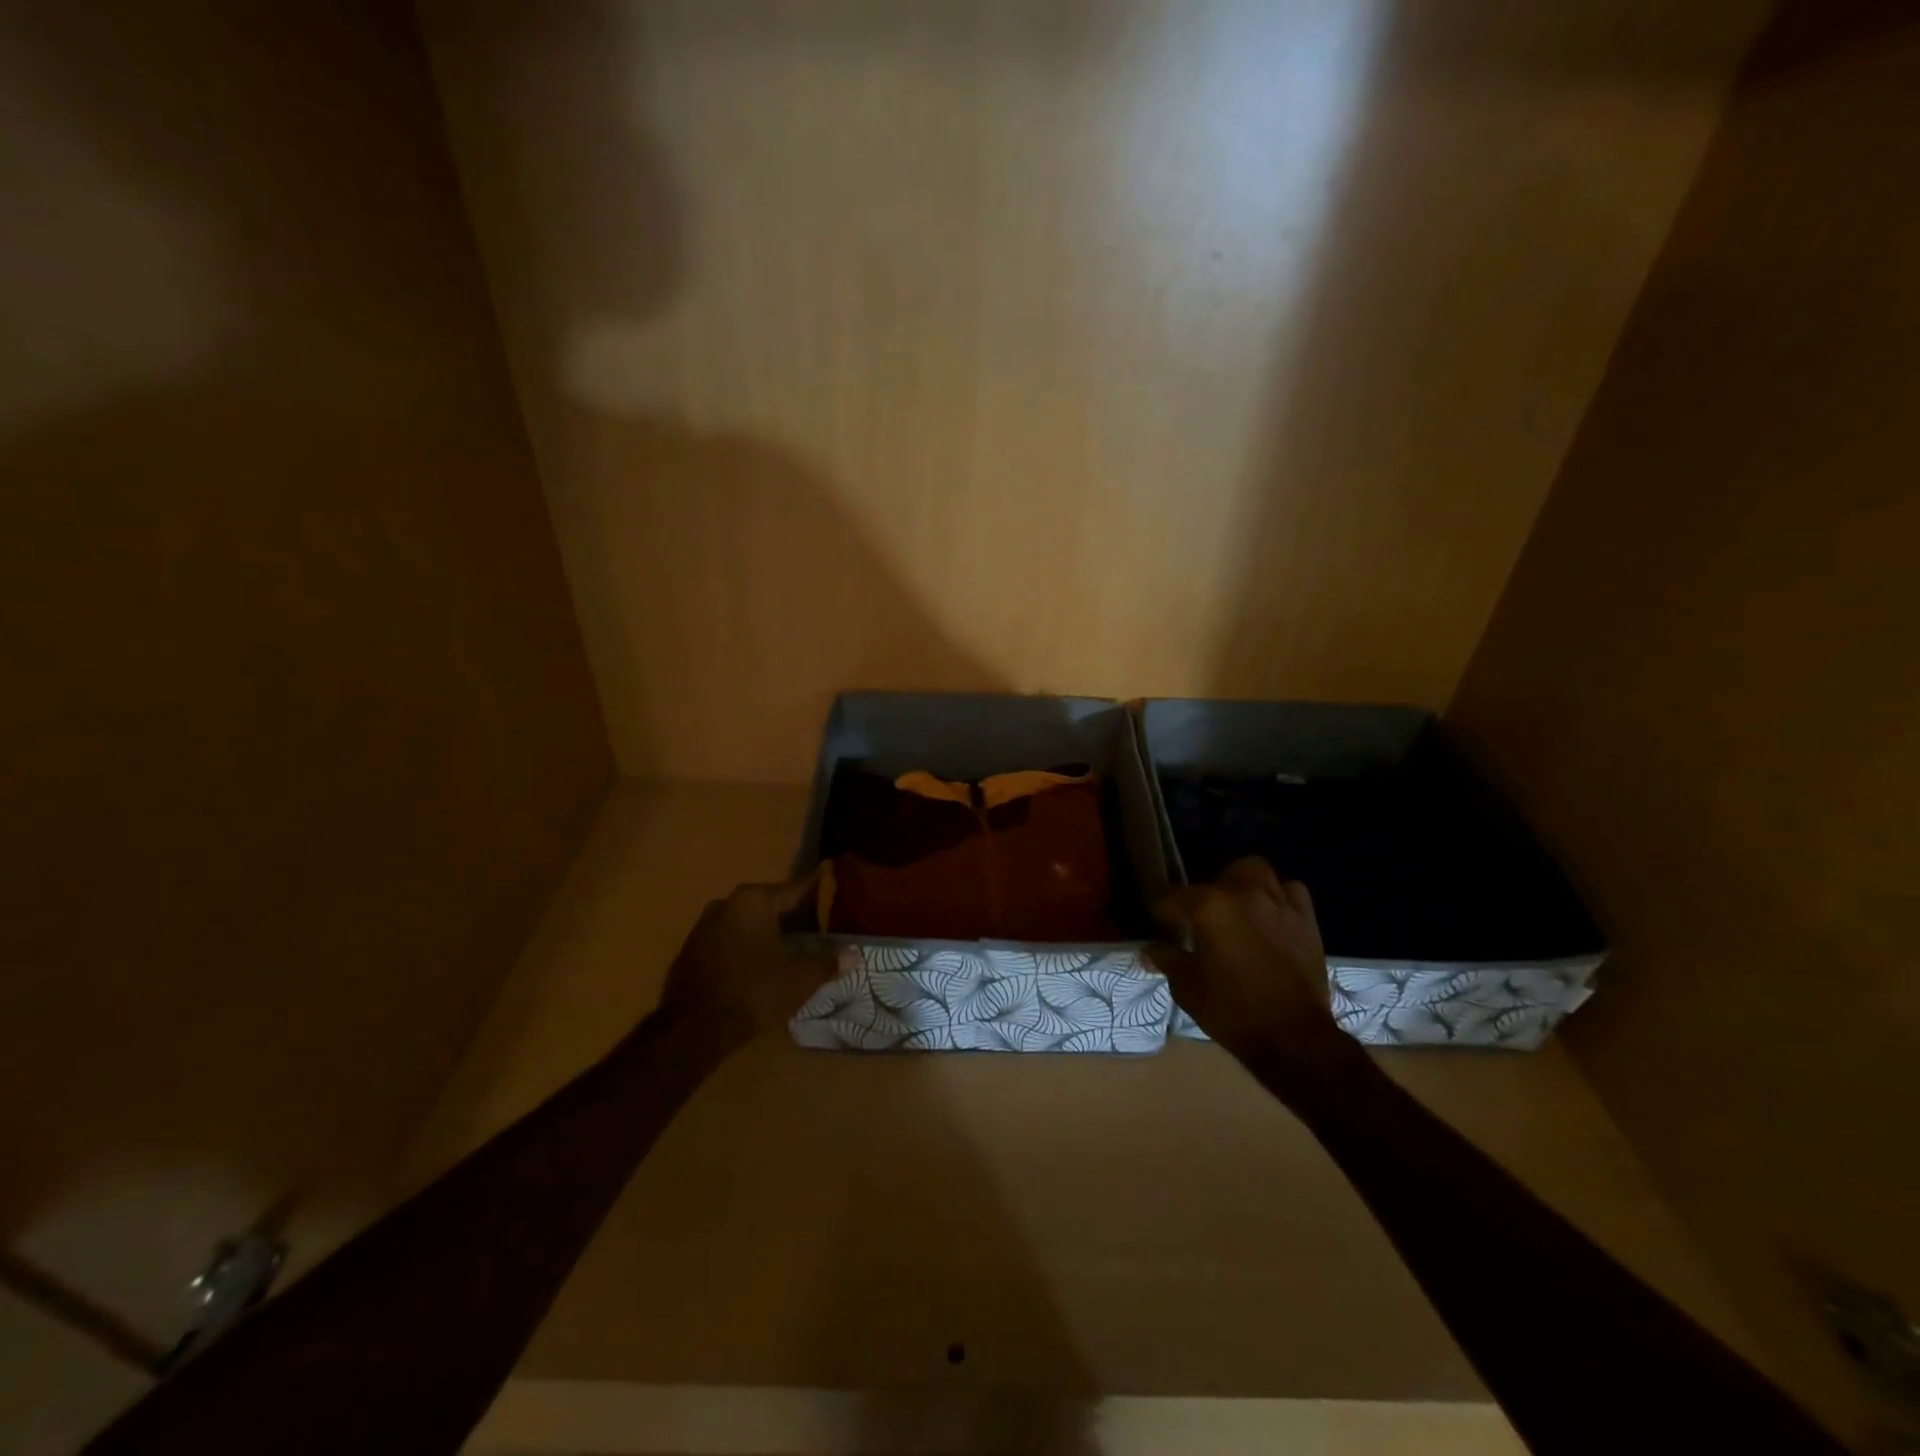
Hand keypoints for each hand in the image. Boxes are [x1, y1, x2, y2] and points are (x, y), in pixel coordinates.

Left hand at [657, 874, 844, 1044]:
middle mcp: (726, 903)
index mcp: (754, 899)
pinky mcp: (691, 952)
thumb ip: (828, 961)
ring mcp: (703, 927)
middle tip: (820, 929)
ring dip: (768, 934)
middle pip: (771, 905)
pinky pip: (729, 942)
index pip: (796, 889)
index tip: (836, 893)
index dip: (819, 894)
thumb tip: (856, 954)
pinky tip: (761, 968)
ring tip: (793, 950)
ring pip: (748, 924)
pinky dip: (747, 950)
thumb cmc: (754, 991)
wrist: (692, 1030)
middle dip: (794, 917)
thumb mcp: (800, 978)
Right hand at [1148, 857, 1341, 1063]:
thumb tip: (1150, 950)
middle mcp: (1242, 893)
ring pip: (1253, 872)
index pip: (1170, 898)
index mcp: (1208, 907)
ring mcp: (1278, 902)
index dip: (1161, 916)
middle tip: (1198, 923)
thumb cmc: (1232, 1012)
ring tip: (1234, 908)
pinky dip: (1277, 896)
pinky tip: (1270, 915)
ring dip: (1239, 884)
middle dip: (1200, 898)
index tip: (1162, 932)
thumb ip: (1167, 960)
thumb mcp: (1187, 988)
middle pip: (1211, 880)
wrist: (1293, 1038)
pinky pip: (1289, 891)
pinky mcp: (1305, 919)